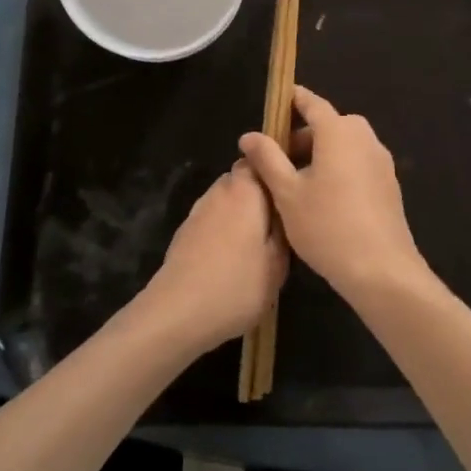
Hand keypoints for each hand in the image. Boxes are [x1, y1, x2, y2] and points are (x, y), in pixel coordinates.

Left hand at [131, 164, 287, 357]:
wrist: (177, 312)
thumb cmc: (237, 284)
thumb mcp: (278, 263)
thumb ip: (285, 230)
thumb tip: (284, 212)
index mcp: (246, 189)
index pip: (261, 158)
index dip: (277, 168)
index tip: (293, 187)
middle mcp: (220, 191)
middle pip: (244, 179)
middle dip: (261, 194)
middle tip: (280, 221)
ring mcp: (198, 210)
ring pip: (228, 200)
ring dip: (242, 214)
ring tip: (258, 243)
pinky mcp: (185, 232)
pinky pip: (213, 220)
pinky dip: (225, 230)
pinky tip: (233, 258)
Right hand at [239, 86, 437, 303]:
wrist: (381, 269)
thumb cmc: (327, 226)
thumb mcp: (287, 193)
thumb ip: (267, 159)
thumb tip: (249, 135)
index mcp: (339, 132)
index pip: (312, 103)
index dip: (293, 100)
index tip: (277, 101)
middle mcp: (364, 138)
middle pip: (329, 125)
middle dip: (302, 135)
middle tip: (277, 159)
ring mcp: (381, 161)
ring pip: (344, 145)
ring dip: (321, 154)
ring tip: (296, 183)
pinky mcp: (389, 184)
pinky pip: (358, 163)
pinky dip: (339, 168)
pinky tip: (323, 199)